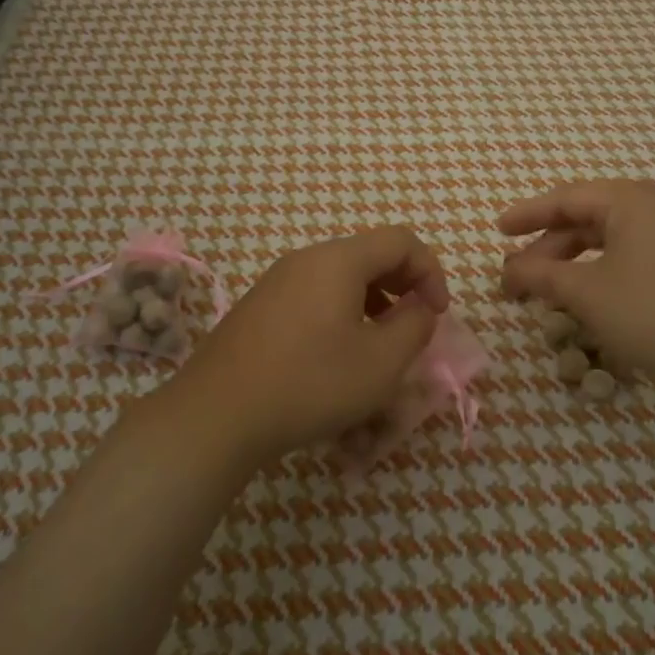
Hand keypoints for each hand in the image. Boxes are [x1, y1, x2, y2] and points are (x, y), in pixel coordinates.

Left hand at [167, 227, 450, 462]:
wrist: (217, 414)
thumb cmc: (310, 383)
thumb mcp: (381, 361)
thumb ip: (415, 325)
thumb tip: (420, 306)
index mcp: (338, 260)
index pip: (401, 240)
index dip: (430, 272)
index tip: (437, 314)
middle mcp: (305, 259)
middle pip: (369, 254)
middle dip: (402, 286)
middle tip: (413, 327)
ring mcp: (277, 281)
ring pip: (341, 276)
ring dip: (372, 302)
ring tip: (378, 345)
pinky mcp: (259, 307)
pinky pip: (314, 295)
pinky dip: (341, 312)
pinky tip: (336, 356)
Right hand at [498, 179, 654, 387]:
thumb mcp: (587, 292)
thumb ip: (542, 275)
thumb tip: (508, 268)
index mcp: (629, 200)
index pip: (565, 199)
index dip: (527, 215)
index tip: (497, 230)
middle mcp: (654, 206)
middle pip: (586, 219)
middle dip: (548, 248)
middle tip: (517, 276)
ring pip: (608, 240)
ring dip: (573, 263)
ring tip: (547, 291)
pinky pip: (630, 255)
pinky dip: (600, 271)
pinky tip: (588, 298)